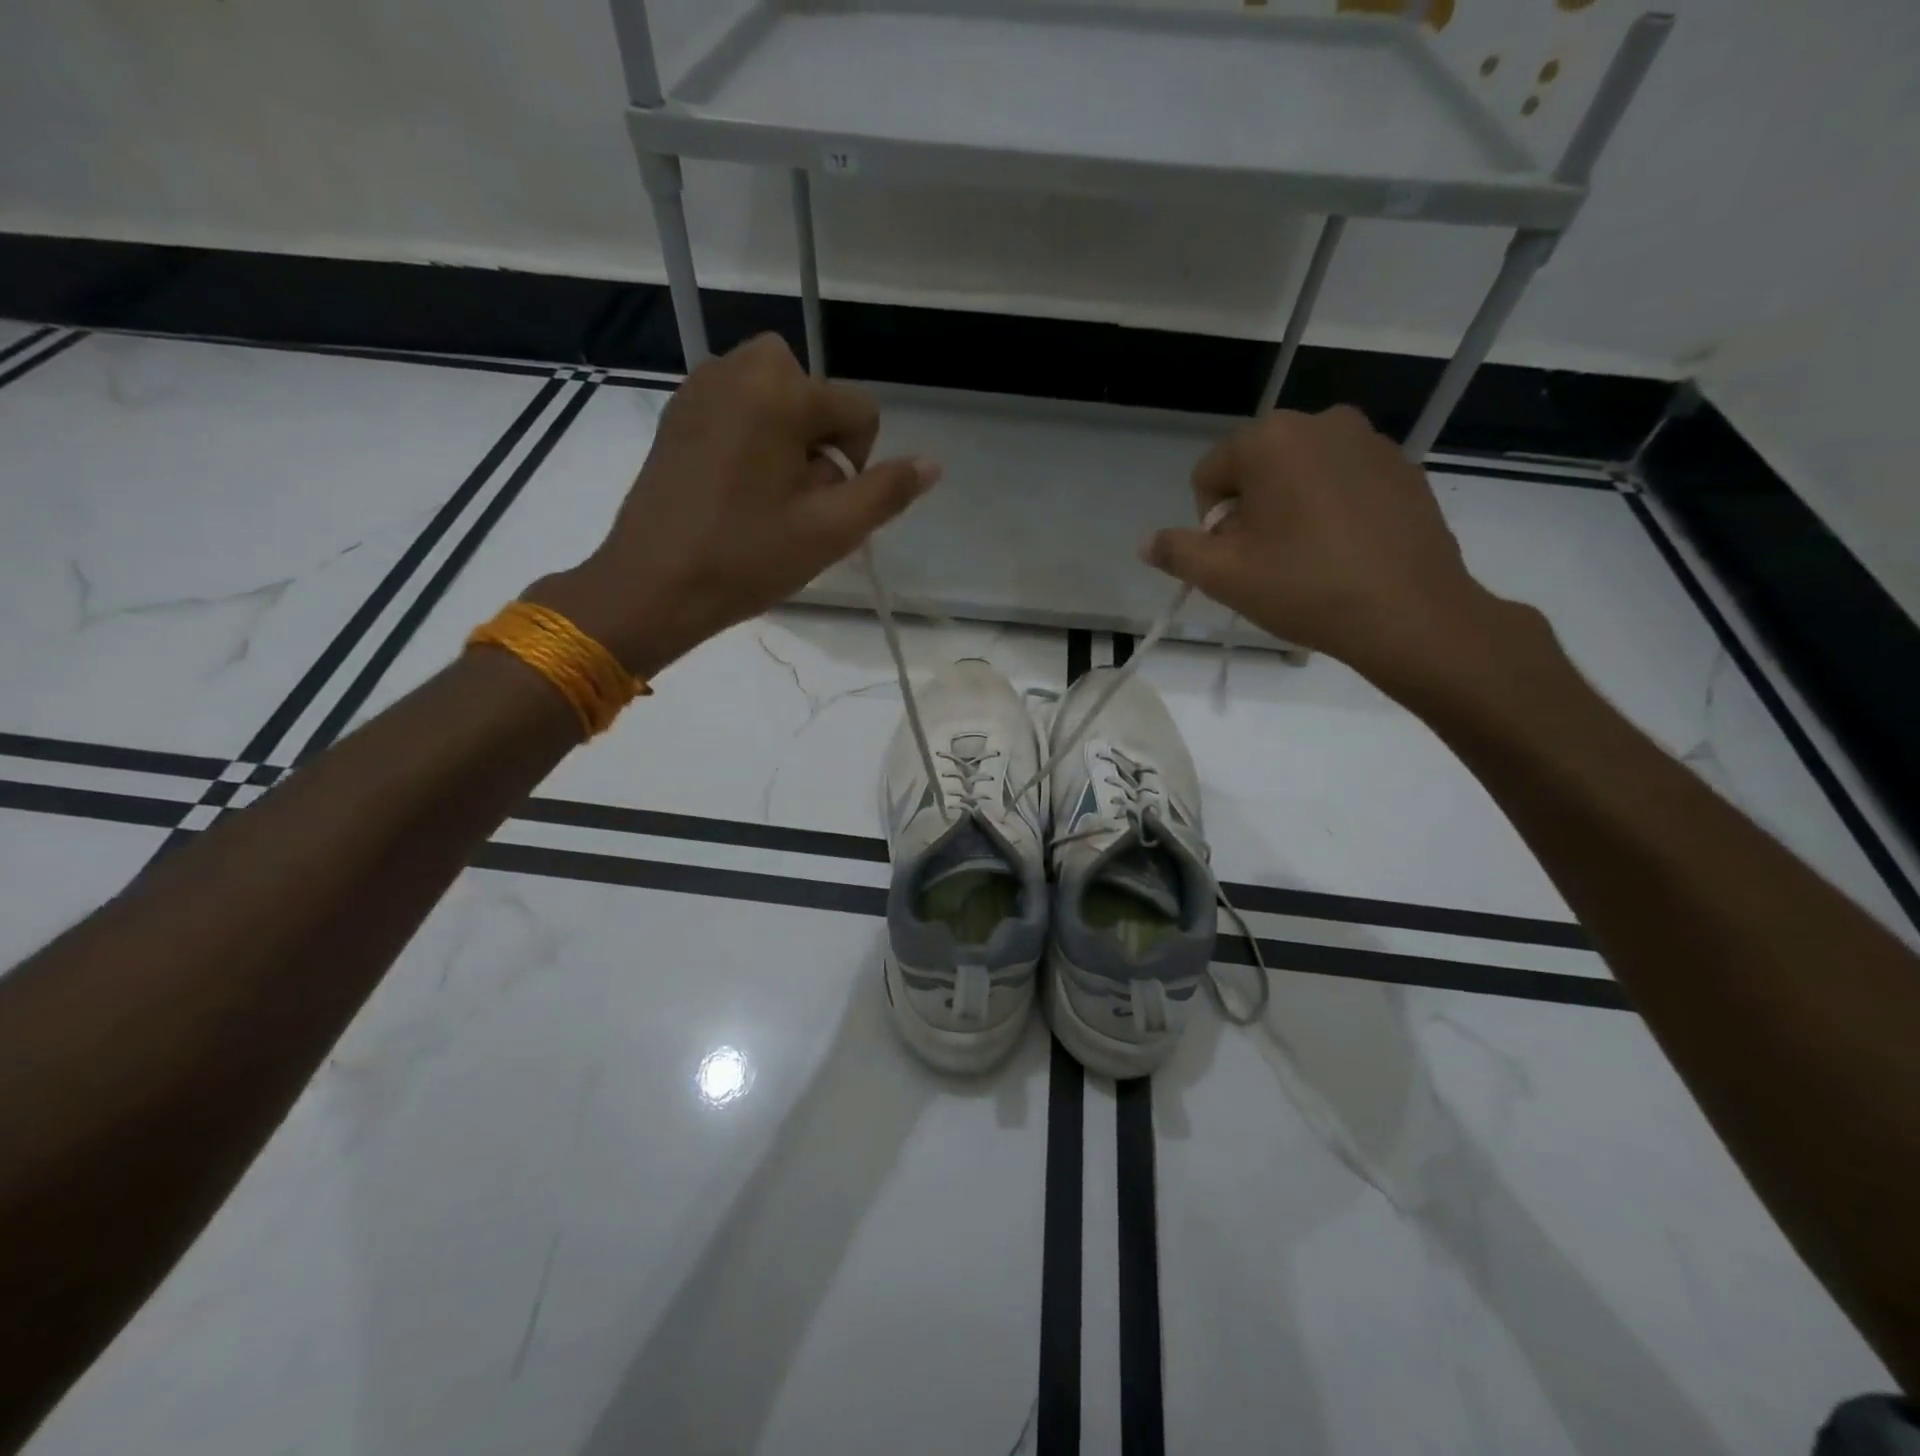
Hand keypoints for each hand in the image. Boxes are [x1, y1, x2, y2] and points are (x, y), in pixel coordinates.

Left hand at [531, 334, 939, 675]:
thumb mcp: (831, 530)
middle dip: (818, 437)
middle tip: (798, 495)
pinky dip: (751, 435)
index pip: (858, 409)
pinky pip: (735, 405)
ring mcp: (700, 388)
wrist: (652, 585)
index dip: (858, 461)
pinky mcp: (676, 413)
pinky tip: (736, 487)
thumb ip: (887, 491)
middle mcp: (738, 369)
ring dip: (787, 435)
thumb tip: (932, 464)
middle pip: (812, 390)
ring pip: (773, 395)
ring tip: (768, 493)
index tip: (826, 505)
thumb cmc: (747, 557)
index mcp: (780, 391)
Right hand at [1143, 405, 1511, 683]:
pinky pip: (1344, 480)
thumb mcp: (1223, 575)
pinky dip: (1332, 508)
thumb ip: (1176, 551)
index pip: (1209, 473)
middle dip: (1251, 510)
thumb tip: (1146, 542)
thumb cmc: (1304, 586)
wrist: (1408, 612)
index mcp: (1270, 439)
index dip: (1210, 521)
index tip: (1235, 557)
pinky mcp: (1403, 466)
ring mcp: (1369, 441)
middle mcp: (1320, 422)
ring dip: (1290, 507)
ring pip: (1301, 473)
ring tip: (1307, 557)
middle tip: (1268, 560)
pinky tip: (1344, 550)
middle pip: (1256, 468)